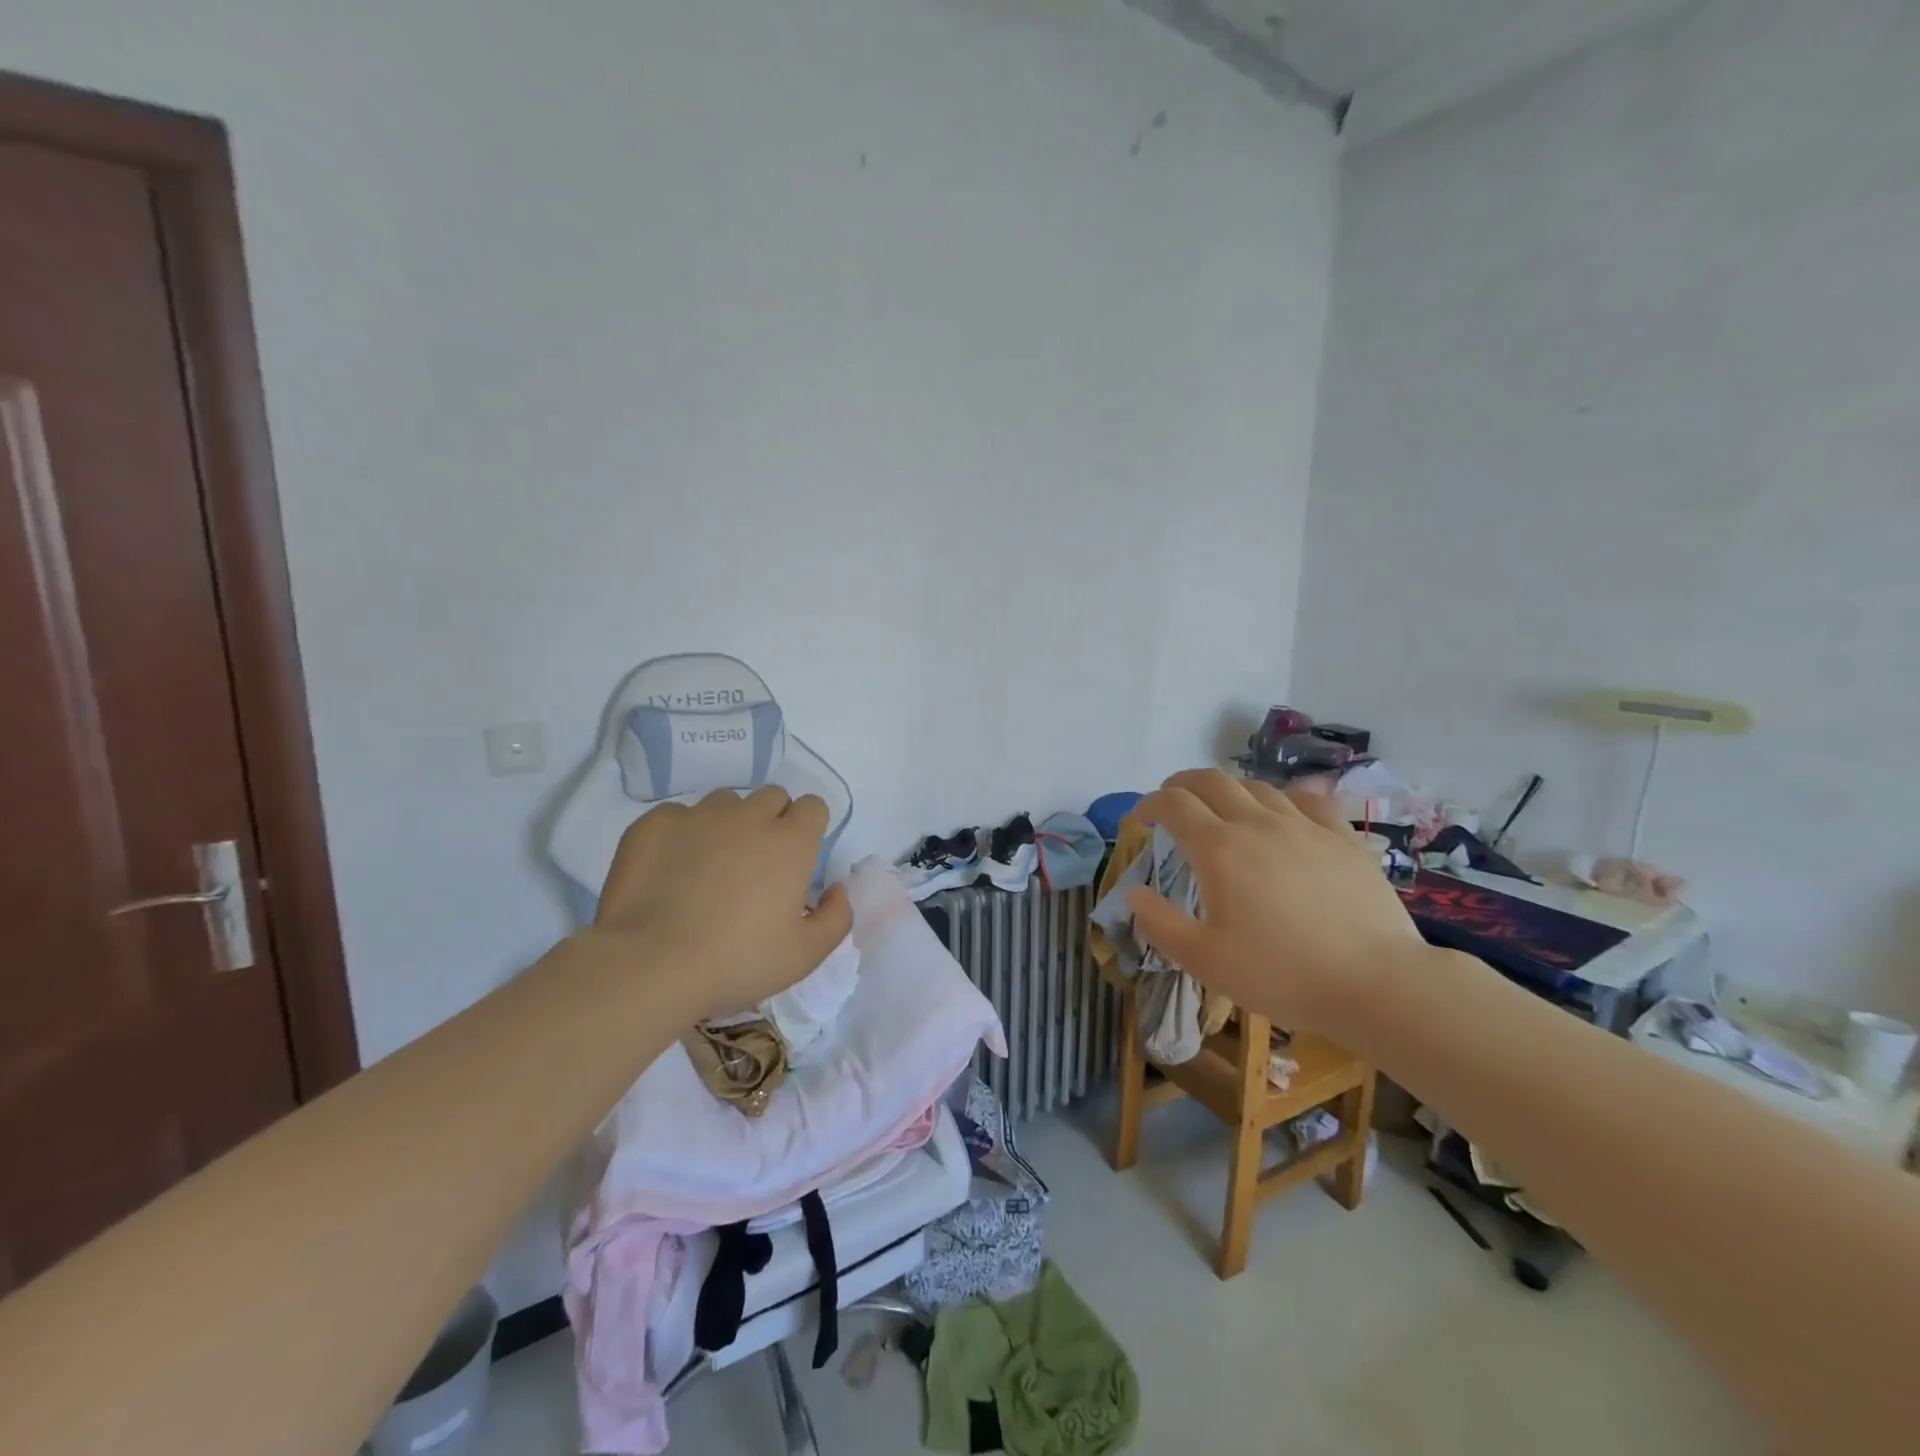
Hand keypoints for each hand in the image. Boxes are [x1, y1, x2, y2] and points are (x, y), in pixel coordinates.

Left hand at [591, 787, 851, 1022]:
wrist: (650, 965)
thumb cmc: (737, 962)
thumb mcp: (805, 955)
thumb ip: (836, 916)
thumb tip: (837, 889)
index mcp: (791, 842)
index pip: (813, 807)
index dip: (808, 829)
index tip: (797, 860)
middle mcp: (749, 816)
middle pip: (772, 797)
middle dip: (772, 821)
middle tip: (757, 865)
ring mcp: (699, 815)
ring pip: (725, 803)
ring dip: (728, 825)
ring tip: (710, 867)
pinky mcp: (654, 824)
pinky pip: (678, 816)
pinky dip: (682, 835)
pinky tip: (670, 871)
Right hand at [1126, 769, 1424, 1033]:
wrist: (1375, 983)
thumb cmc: (1280, 973)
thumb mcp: (1204, 960)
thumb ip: (1160, 923)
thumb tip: (1134, 893)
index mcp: (1219, 848)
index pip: (1174, 804)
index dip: (1150, 803)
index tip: (1140, 817)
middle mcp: (1257, 824)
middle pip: (1212, 781)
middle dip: (1183, 784)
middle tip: (1171, 800)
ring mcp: (1304, 826)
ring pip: (1257, 786)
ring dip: (1228, 789)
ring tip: (1221, 806)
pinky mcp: (1342, 838)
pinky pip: (1309, 799)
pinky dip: (1285, 796)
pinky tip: (1285, 809)